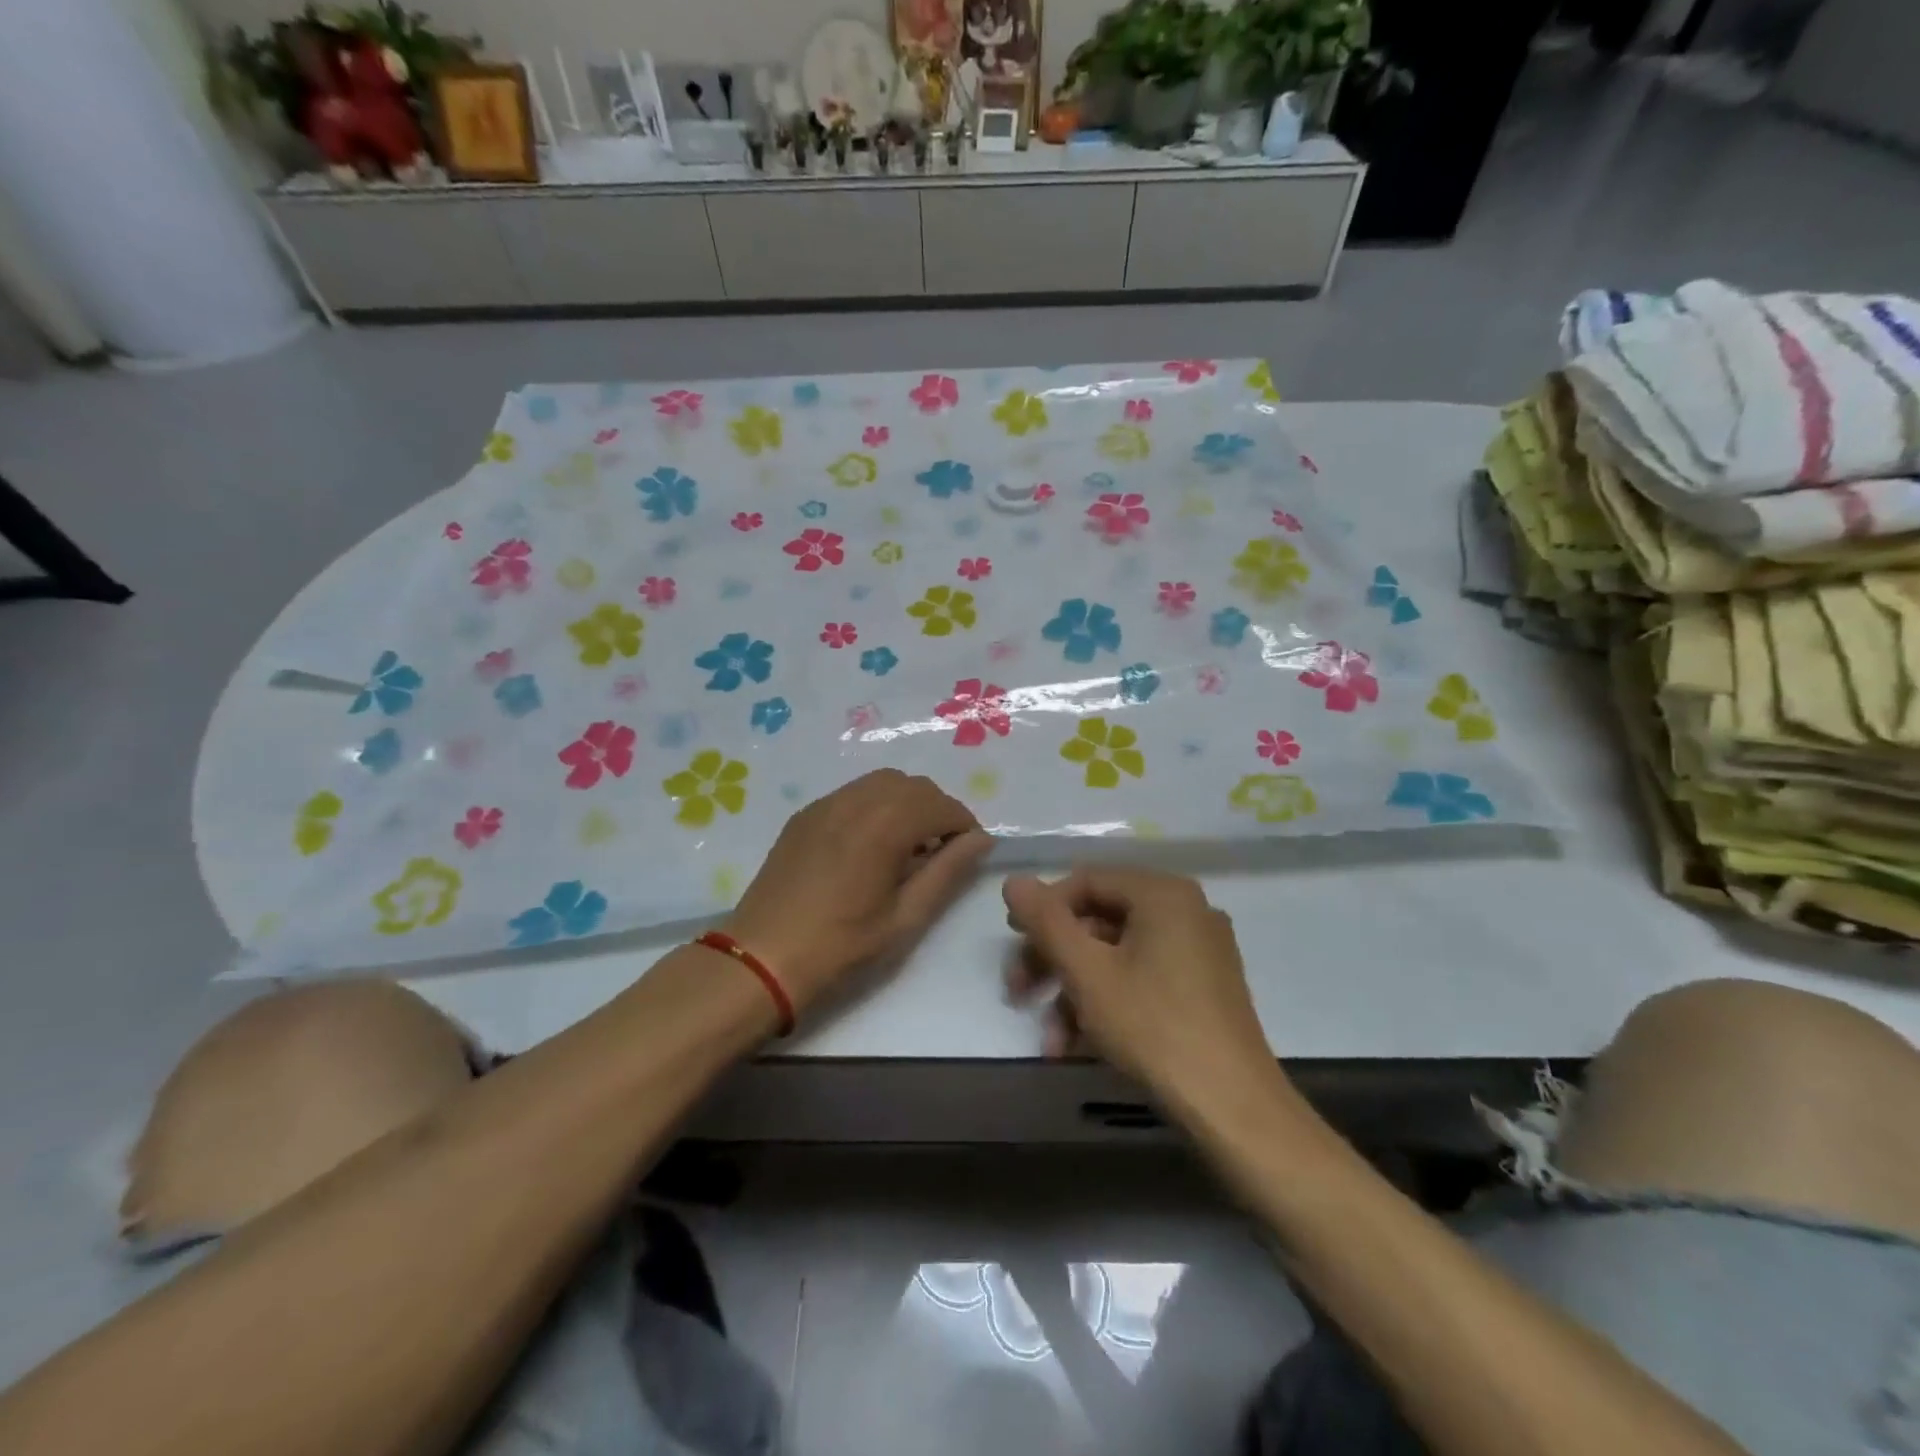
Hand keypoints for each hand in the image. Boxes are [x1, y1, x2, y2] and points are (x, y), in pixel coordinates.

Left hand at [724, 769, 990, 1013]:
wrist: (763, 957)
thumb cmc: (841, 945)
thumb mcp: (905, 917)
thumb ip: (947, 872)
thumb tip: (980, 840)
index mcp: (884, 825)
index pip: (941, 805)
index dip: (964, 825)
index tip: (969, 853)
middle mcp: (856, 800)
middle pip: (913, 786)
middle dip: (937, 810)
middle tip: (941, 851)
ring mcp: (825, 804)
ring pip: (882, 783)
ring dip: (906, 804)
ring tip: (908, 846)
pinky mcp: (805, 815)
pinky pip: (853, 793)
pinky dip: (875, 806)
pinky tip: (870, 844)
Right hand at [1002, 868, 1278, 1110]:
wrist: (1234, 1109)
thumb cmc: (1154, 1027)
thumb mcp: (1087, 972)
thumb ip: (1046, 921)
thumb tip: (1014, 880)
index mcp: (1163, 894)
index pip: (1086, 882)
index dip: (1043, 910)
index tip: (1013, 943)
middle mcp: (1186, 911)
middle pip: (1100, 921)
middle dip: (1054, 959)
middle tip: (1018, 991)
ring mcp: (1199, 952)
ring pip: (1117, 956)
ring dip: (1074, 993)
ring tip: (1050, 1041)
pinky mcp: (1203, 989)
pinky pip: (1142, 979)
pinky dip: (1107, 1004)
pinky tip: (1078, 1047)